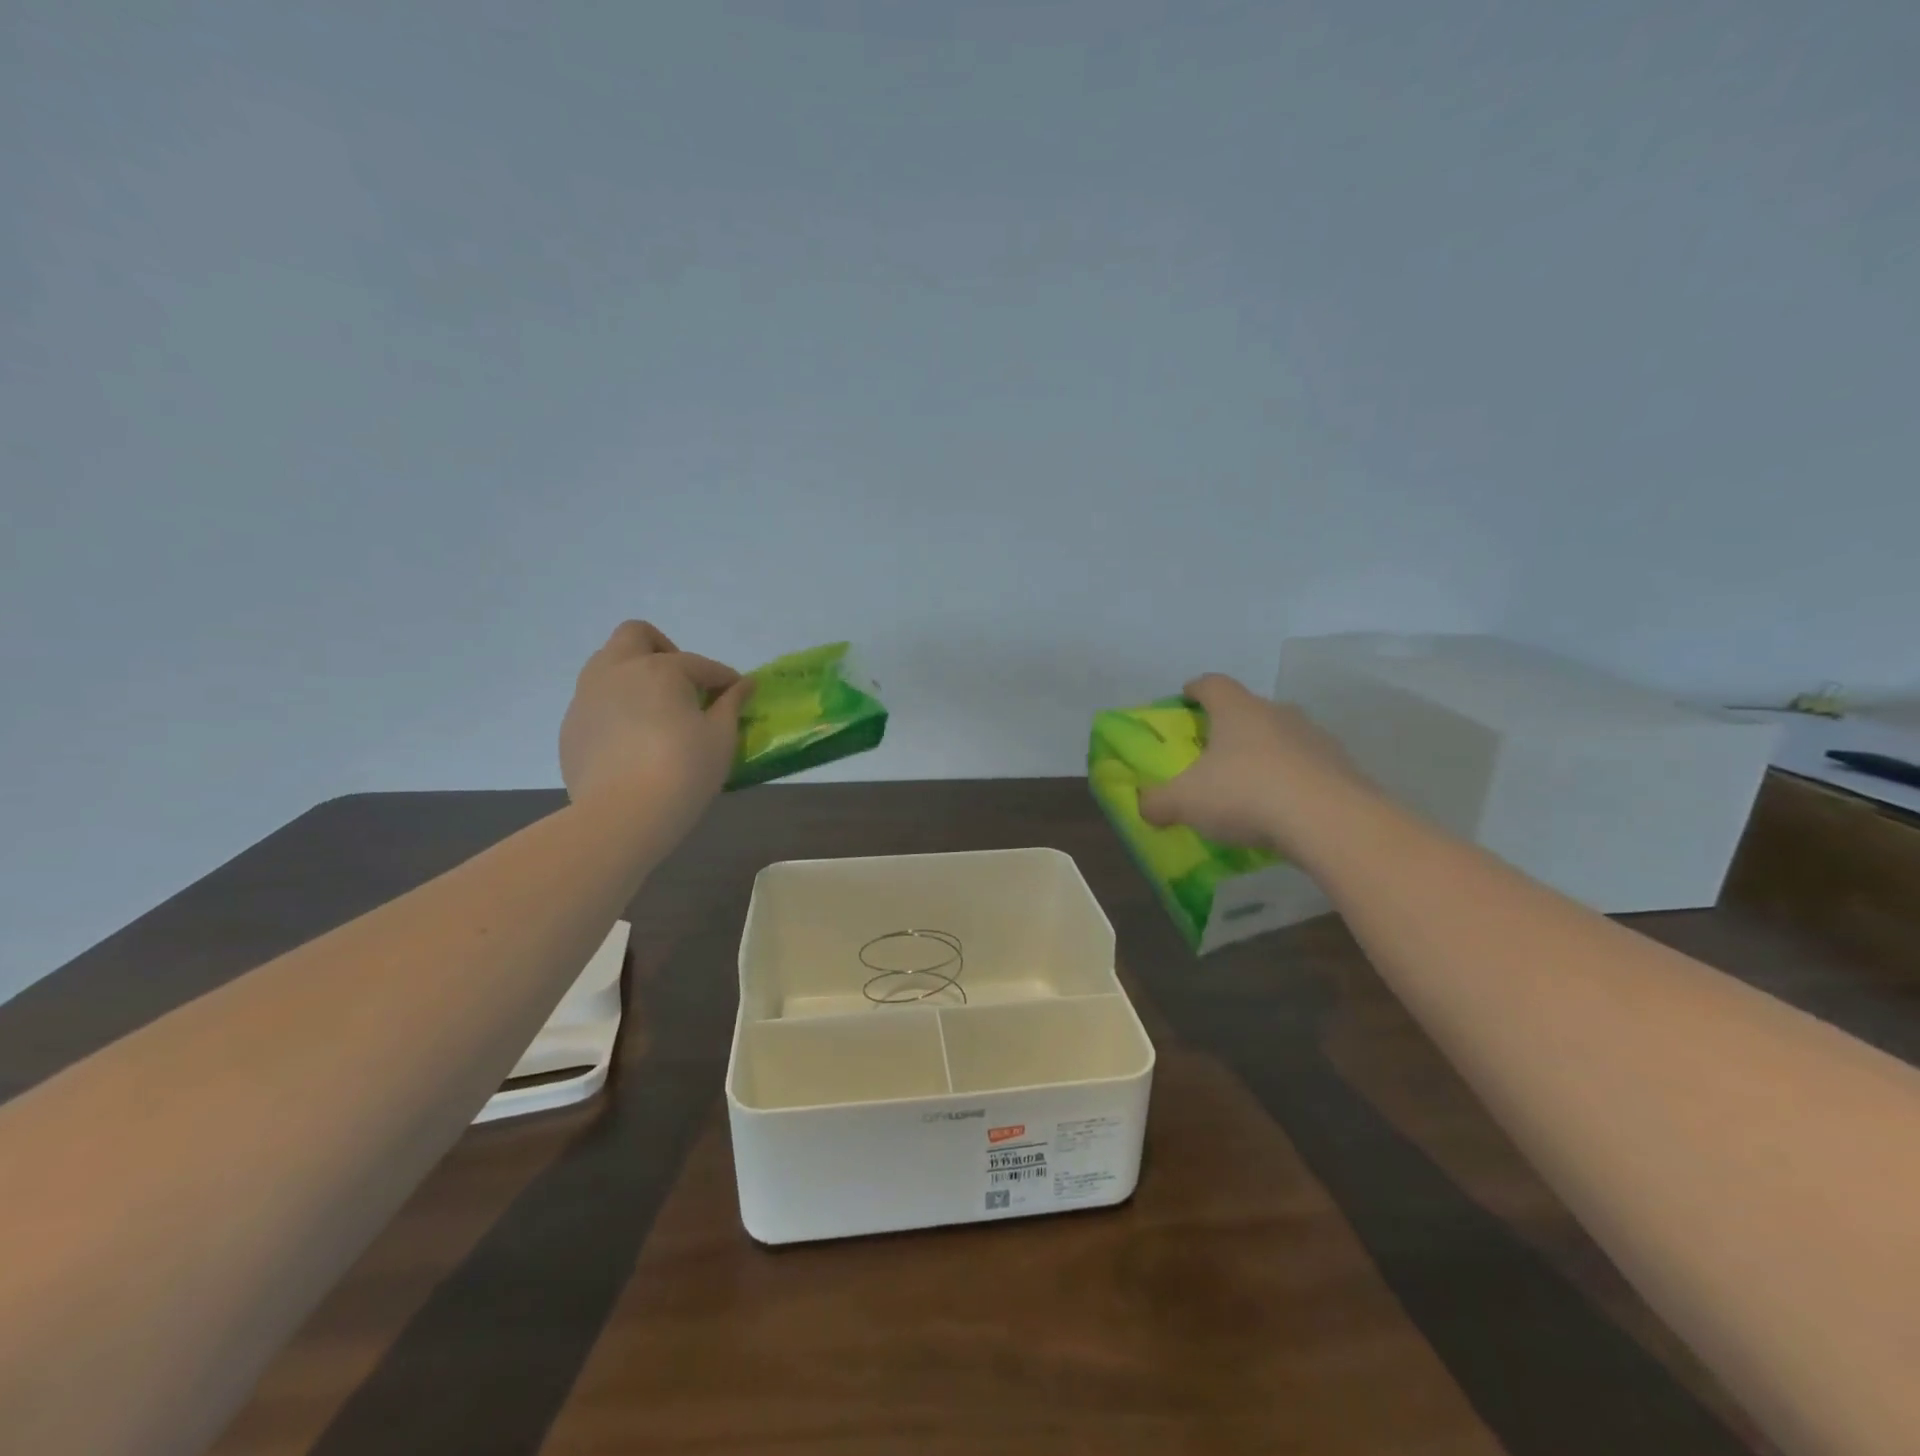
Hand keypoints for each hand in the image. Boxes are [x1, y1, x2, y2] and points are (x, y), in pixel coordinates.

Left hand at [559, 621, 753, 832]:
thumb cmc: (683, 770)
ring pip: (607, 664)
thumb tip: (745, 684)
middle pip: (636, 635)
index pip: (700, 664)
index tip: (738, 695)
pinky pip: (596, 702)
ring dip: (634, 675)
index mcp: (659, 669)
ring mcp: (587, 697)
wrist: (622, 816)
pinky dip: (617, 708)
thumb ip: (732, 704)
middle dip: (663, 649)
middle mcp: (617, 670)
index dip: (724, 679)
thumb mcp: (721, 737)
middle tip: (683, 684)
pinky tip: (633, 741)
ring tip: (656, 711)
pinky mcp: (571, 726)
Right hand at [1137, 673, 1373, 855]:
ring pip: (1282, 739)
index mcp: (1237, 710)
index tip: (1186, 698)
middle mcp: (1278, 714)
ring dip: (1265, 755)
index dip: (1196, 689)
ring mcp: (1316, 738)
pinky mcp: (1343, 768)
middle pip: (1249, 710)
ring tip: (1250, 787)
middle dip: (1231, 727)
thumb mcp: (1184, 802)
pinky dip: (1292, 782)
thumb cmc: (1245, 794)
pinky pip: (1307, 769)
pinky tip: (1282, 811)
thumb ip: (1157, 802)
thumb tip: (1145, 805)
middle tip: (1214, 753)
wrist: (1330, 822)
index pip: (1213, 684)